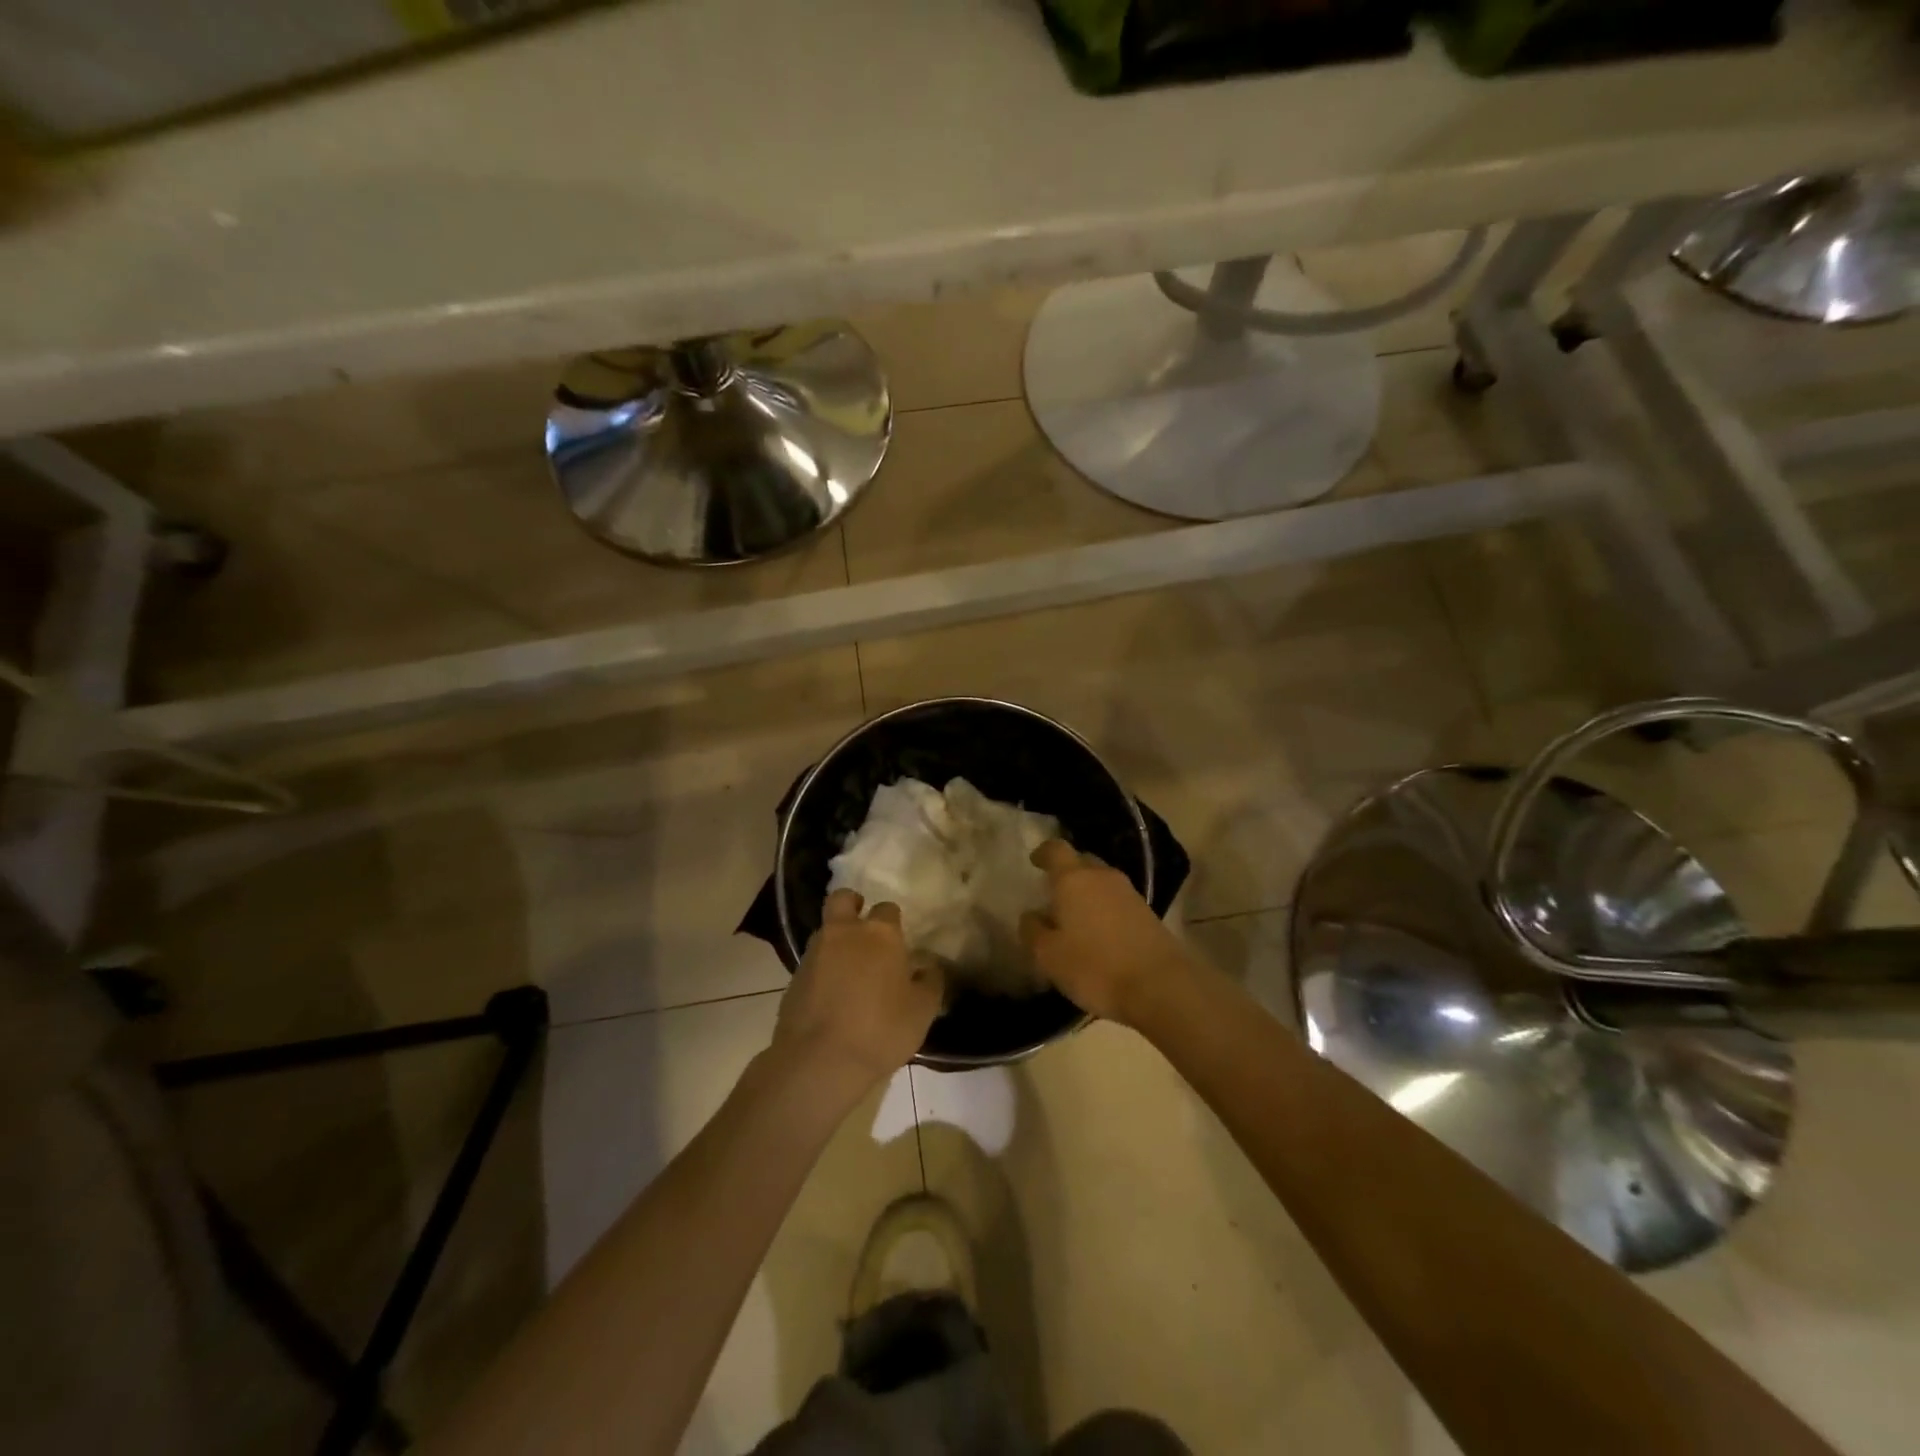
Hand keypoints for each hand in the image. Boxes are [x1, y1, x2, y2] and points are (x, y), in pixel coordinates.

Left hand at [774, 890, 943, 1087]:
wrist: (819, 1061)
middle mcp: (844, 933)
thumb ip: (930, 982)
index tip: (899, 941)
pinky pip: (812, 961)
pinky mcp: (794, 977)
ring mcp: (814, 953)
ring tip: (849, 968)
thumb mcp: (922, 1010)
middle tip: (862, 927)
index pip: (888, 908)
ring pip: (825, 930)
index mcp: (880, 934)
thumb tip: (928, 967)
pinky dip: (822, 969)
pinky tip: (832, 994)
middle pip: (843, 899)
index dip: (893, 922)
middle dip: (853, 905)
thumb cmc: (880, 1030)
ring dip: (836, 939)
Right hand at [1021, 840, 1192, 1024]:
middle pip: (1081, 862)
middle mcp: (1102, 876)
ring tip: (1075, 917)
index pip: (1056, 849)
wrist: (1160, 986)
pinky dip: (1105, 909)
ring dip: (1087, 893)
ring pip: (1101, 881)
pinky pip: (1117, 900)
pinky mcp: (1147, 912)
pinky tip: (1099, 933)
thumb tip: (1032, 915)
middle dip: (1066, 873)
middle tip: (1053, 894)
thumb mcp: (1048, 956)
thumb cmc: (1095, 967)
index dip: (1043, 852)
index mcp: (1073, 879)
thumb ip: (1033, 930)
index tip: (1034, 861)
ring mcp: (1129, 893)